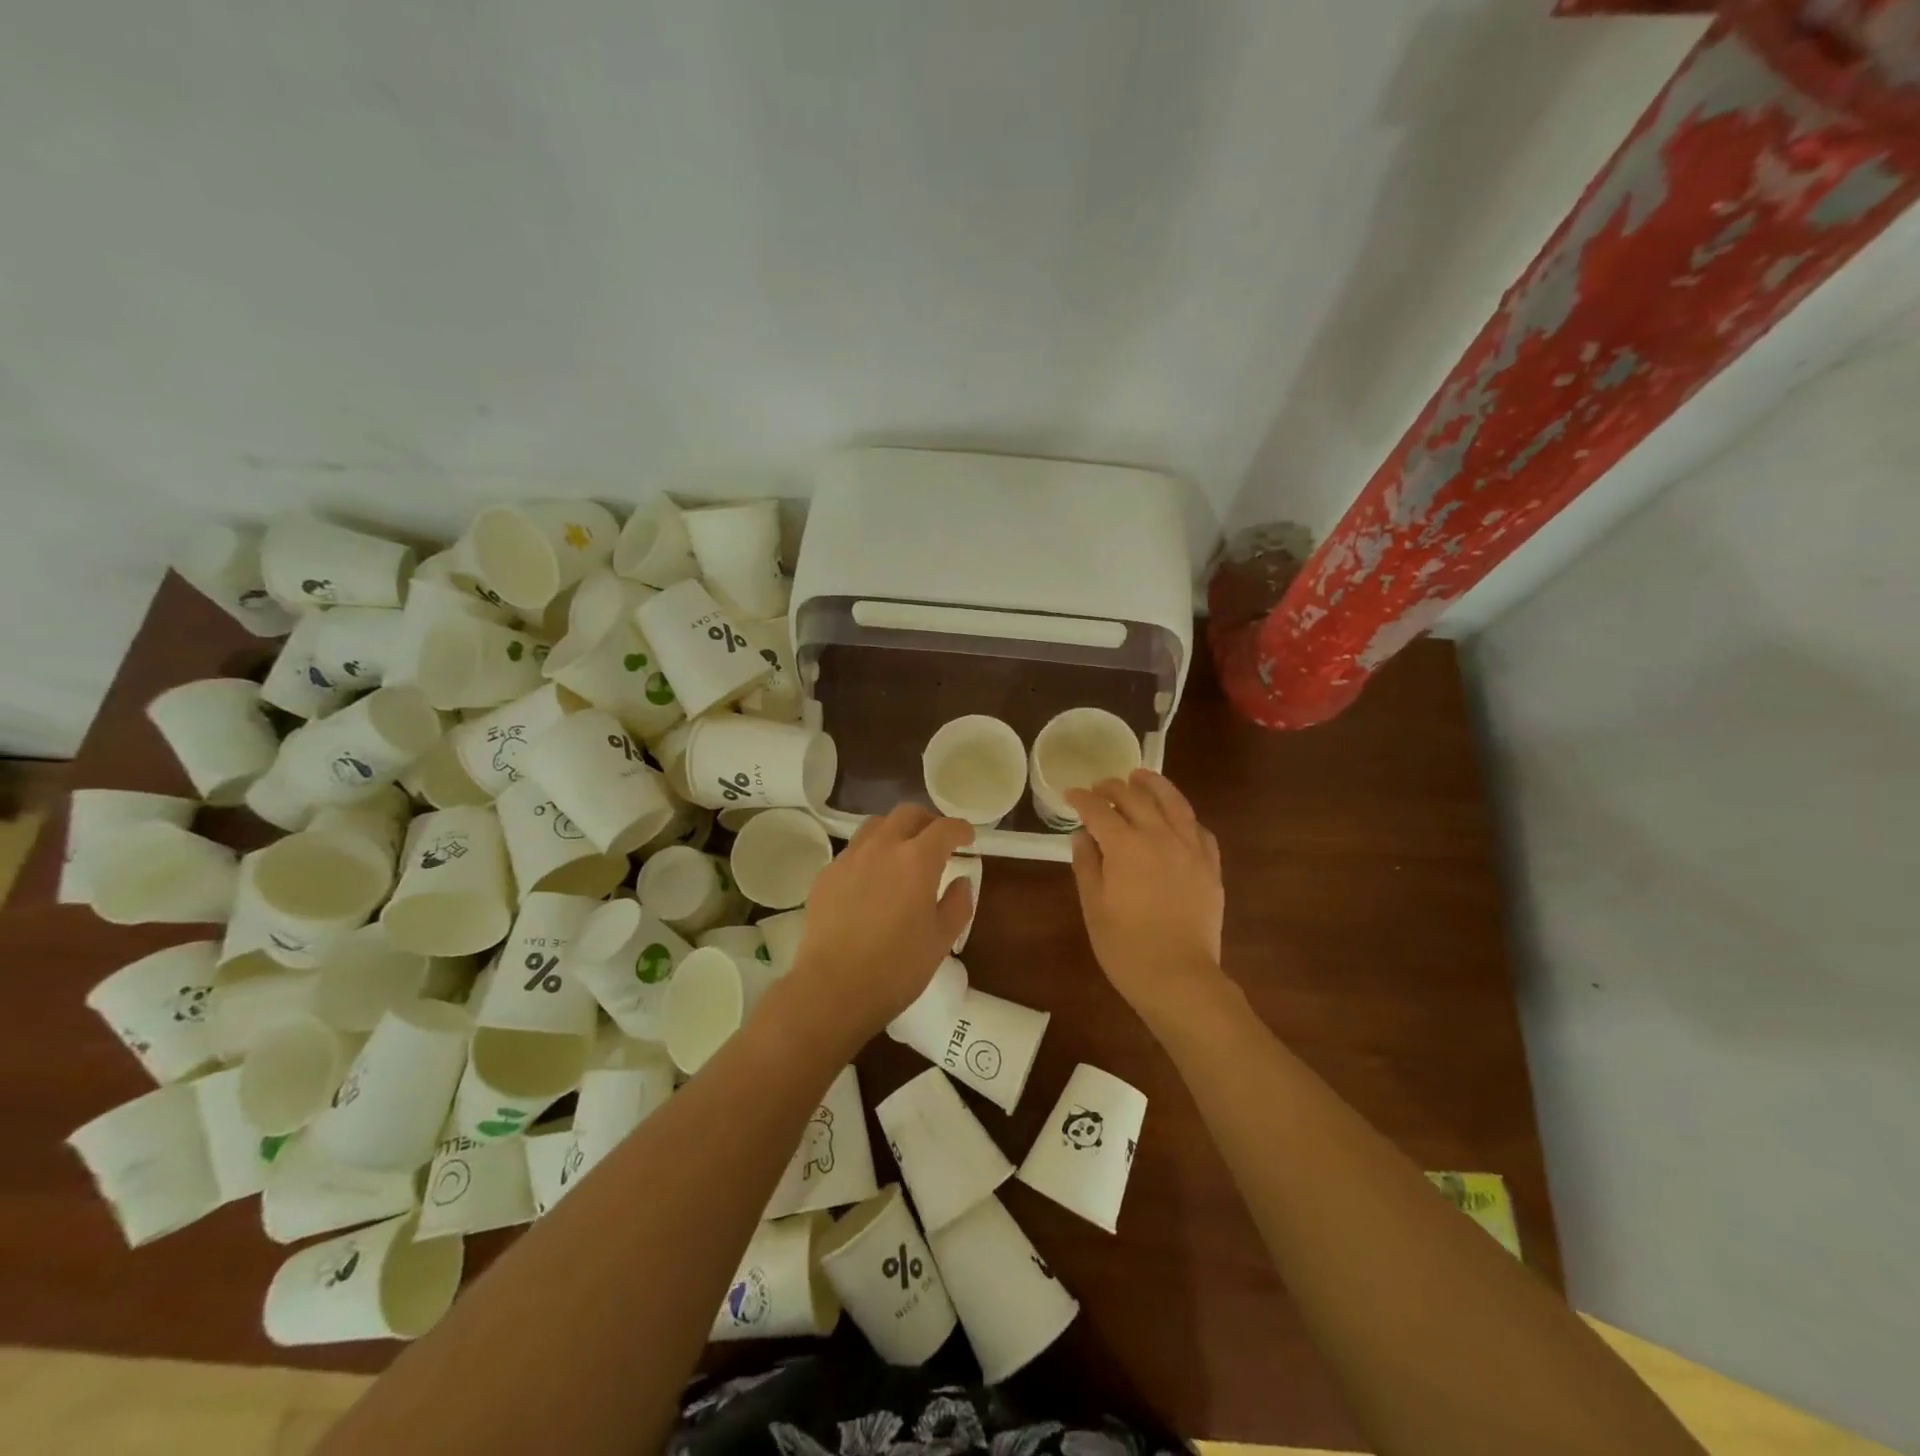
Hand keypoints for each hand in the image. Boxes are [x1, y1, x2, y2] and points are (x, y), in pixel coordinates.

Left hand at [787, 805, 975, 1043]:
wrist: (832, 989)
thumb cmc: (896, 968)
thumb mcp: (941, 940)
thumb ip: (957, 904)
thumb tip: (961, 881)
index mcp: (917, 860)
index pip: (944, 828)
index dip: (960, 829)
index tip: (967, 838)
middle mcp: (882, 847)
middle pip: (907, 814)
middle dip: (927, 821)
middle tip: (937, 840)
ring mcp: (849, 858)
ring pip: (875, 825)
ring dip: (895, 830)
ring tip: (902, 852)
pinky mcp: (826, 875)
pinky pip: (853, 850)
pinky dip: (870, 853)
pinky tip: (872, 879)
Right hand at [1068, 770, 1226, 1024]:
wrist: (1179, 978)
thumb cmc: (1126, 947)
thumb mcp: (1093, 907)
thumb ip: (1087, 865)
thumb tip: (1083, 835)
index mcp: (1126, 846)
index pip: (1100, 811)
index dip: (1082, 800)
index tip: (1071, 794)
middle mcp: (1160, 837)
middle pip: (1136, 799)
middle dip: (1114, 788)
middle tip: (1100, 786)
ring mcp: (1190, 850)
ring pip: (1174, 803)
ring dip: (1155, 786)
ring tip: (1141, 776)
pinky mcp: (1210, 867)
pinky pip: (1199, 829)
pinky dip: (1184, 816)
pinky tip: (1176, 818)